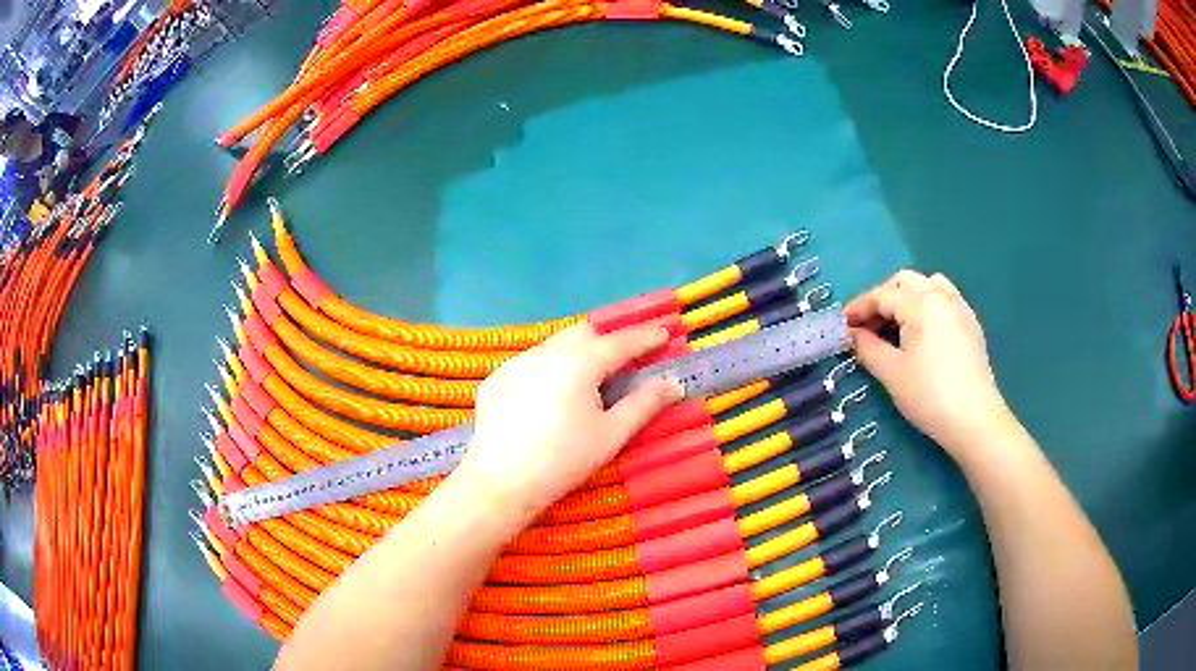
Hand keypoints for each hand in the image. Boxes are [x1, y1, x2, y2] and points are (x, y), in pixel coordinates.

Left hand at [452, 324, 682, 520]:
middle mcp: (546, 351)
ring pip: (554, 345)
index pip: (620, 342)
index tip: (663, 335)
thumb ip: (644, 403)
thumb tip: (674, 383)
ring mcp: (516, 363)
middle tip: (624, 361)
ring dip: (577, 352)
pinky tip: (549, 397)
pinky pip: (530, 362)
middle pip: (585, 334)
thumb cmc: (564, 460)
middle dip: (607, 341)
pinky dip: (548, 368)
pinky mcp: (496, 378)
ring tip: (587, 379)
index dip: (645, 338)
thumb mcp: (612, 434)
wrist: (502, 482)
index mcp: (579, 362)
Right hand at [844, 270, 1015, 458]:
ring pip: (928, 284)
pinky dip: (928, 304)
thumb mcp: (891, 373)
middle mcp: (941, 295)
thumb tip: (852, 334)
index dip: (858, 308)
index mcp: (920, 303)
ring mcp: (959, 307)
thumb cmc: (929, 395)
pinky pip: (945, 298)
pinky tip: (923, 331)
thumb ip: (868, 348)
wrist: (974, 418)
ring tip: (896, 323)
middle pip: (905, 282)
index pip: (881, 295)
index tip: (842, 325)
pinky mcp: (971, 323)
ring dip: (907, 296)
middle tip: (868, 325)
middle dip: (882, 298)